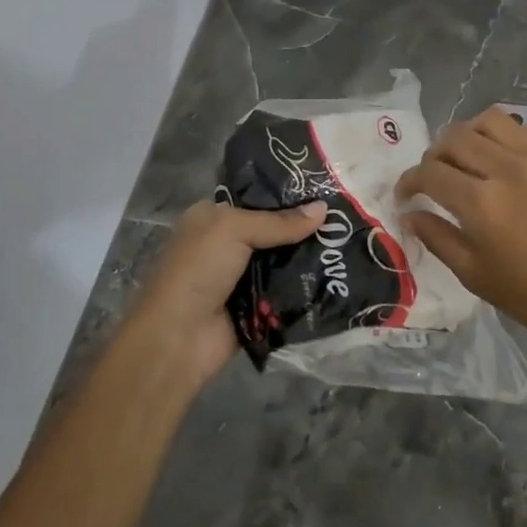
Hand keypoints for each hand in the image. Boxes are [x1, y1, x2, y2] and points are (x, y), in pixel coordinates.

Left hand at [123, 198, 326, 390]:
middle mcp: (225, 244)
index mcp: (212, 217)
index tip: (326, 190)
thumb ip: (278, 221)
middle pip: (273, 230)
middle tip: (344, 220)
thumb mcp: (233, 230)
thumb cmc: (198, 270)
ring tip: (347, 245)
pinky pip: (285, 291)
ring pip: (283, 261)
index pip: (256, 198)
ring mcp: (241, 277)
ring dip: (308, 258)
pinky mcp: (255, 307)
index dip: (288, 195)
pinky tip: (337, 276)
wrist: (178, 337)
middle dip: (304, 228)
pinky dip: (304, 287)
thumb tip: (324, 209)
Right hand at [395, 107, 526, 352]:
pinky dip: (502, 135)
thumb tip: (410, 214)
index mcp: (480, 203)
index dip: (408, 182)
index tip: (405, 196)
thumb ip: (437, 238)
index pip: (429, 173)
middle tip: (434, 179)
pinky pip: (522, 128)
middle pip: (453, 138)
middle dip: (433, 156)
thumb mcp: (474, 275)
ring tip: (466, 158)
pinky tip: (501, 158)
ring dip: (466, 135)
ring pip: (487, 121)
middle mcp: (505, 169)